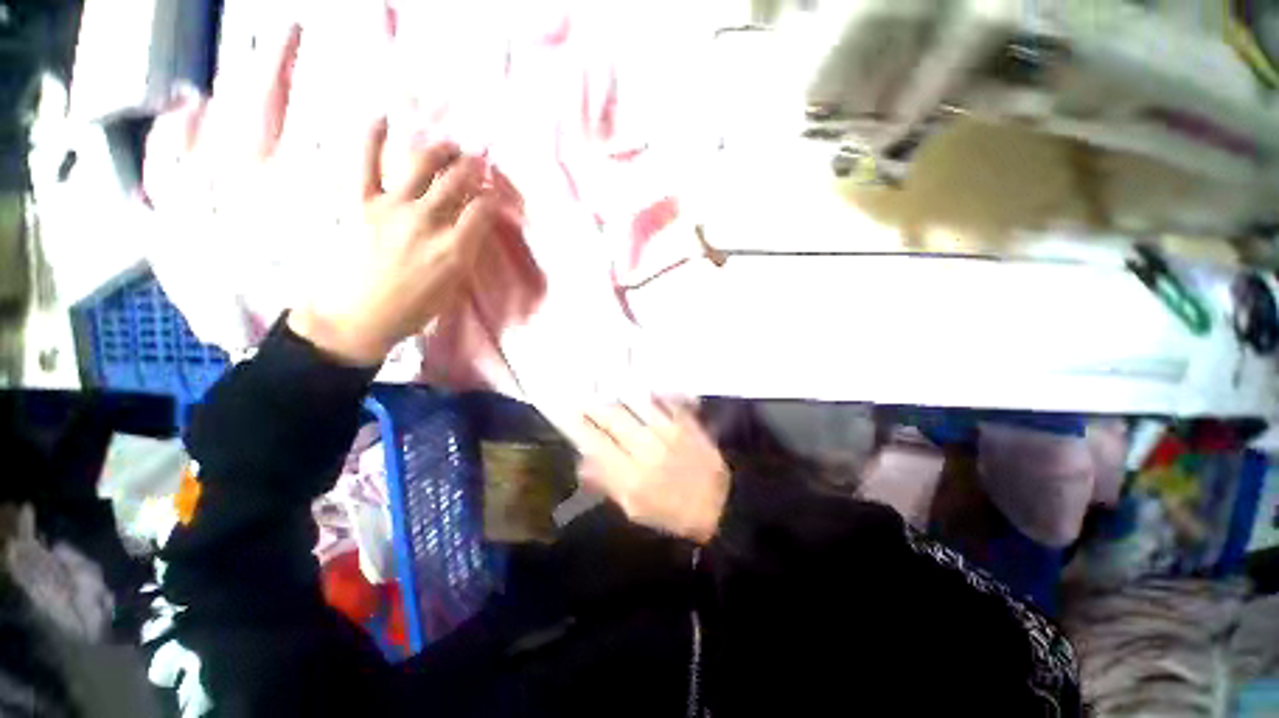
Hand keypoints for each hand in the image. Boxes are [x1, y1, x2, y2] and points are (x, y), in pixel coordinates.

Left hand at [289, 120, 513, 364]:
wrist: (356, 317)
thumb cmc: (412, 310)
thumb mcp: (452, 288)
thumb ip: (465, 253)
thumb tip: (473, 228)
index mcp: (452, 250)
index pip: (483, 211)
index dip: (494, 199)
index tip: (497, 196)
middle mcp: (426, 222)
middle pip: (457, 182)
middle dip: (474, 168)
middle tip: (480, 162)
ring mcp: (391, 208)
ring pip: (421, 166)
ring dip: (440, 151)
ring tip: (450, 145)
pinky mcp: (359, 202)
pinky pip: (365, 163)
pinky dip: (372, 137)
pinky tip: (382, 118)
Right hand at [571, 399, 729, 543]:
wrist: (720, 503)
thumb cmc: (672, 511)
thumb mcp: (634, 510)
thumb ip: (607, 484)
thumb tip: (583, 461)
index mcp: (632, 478)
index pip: (597, 443)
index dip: (581, 426)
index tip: (569, 413)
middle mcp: (648, 450)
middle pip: (614, 417)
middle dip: (595, 405)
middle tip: (584, 395)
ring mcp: (669, 432)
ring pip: (636, 404)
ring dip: (618, 395)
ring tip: (606, 387)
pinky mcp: (686, 422)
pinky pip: (663, 400)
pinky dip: (650, 394)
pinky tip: (641, 390)